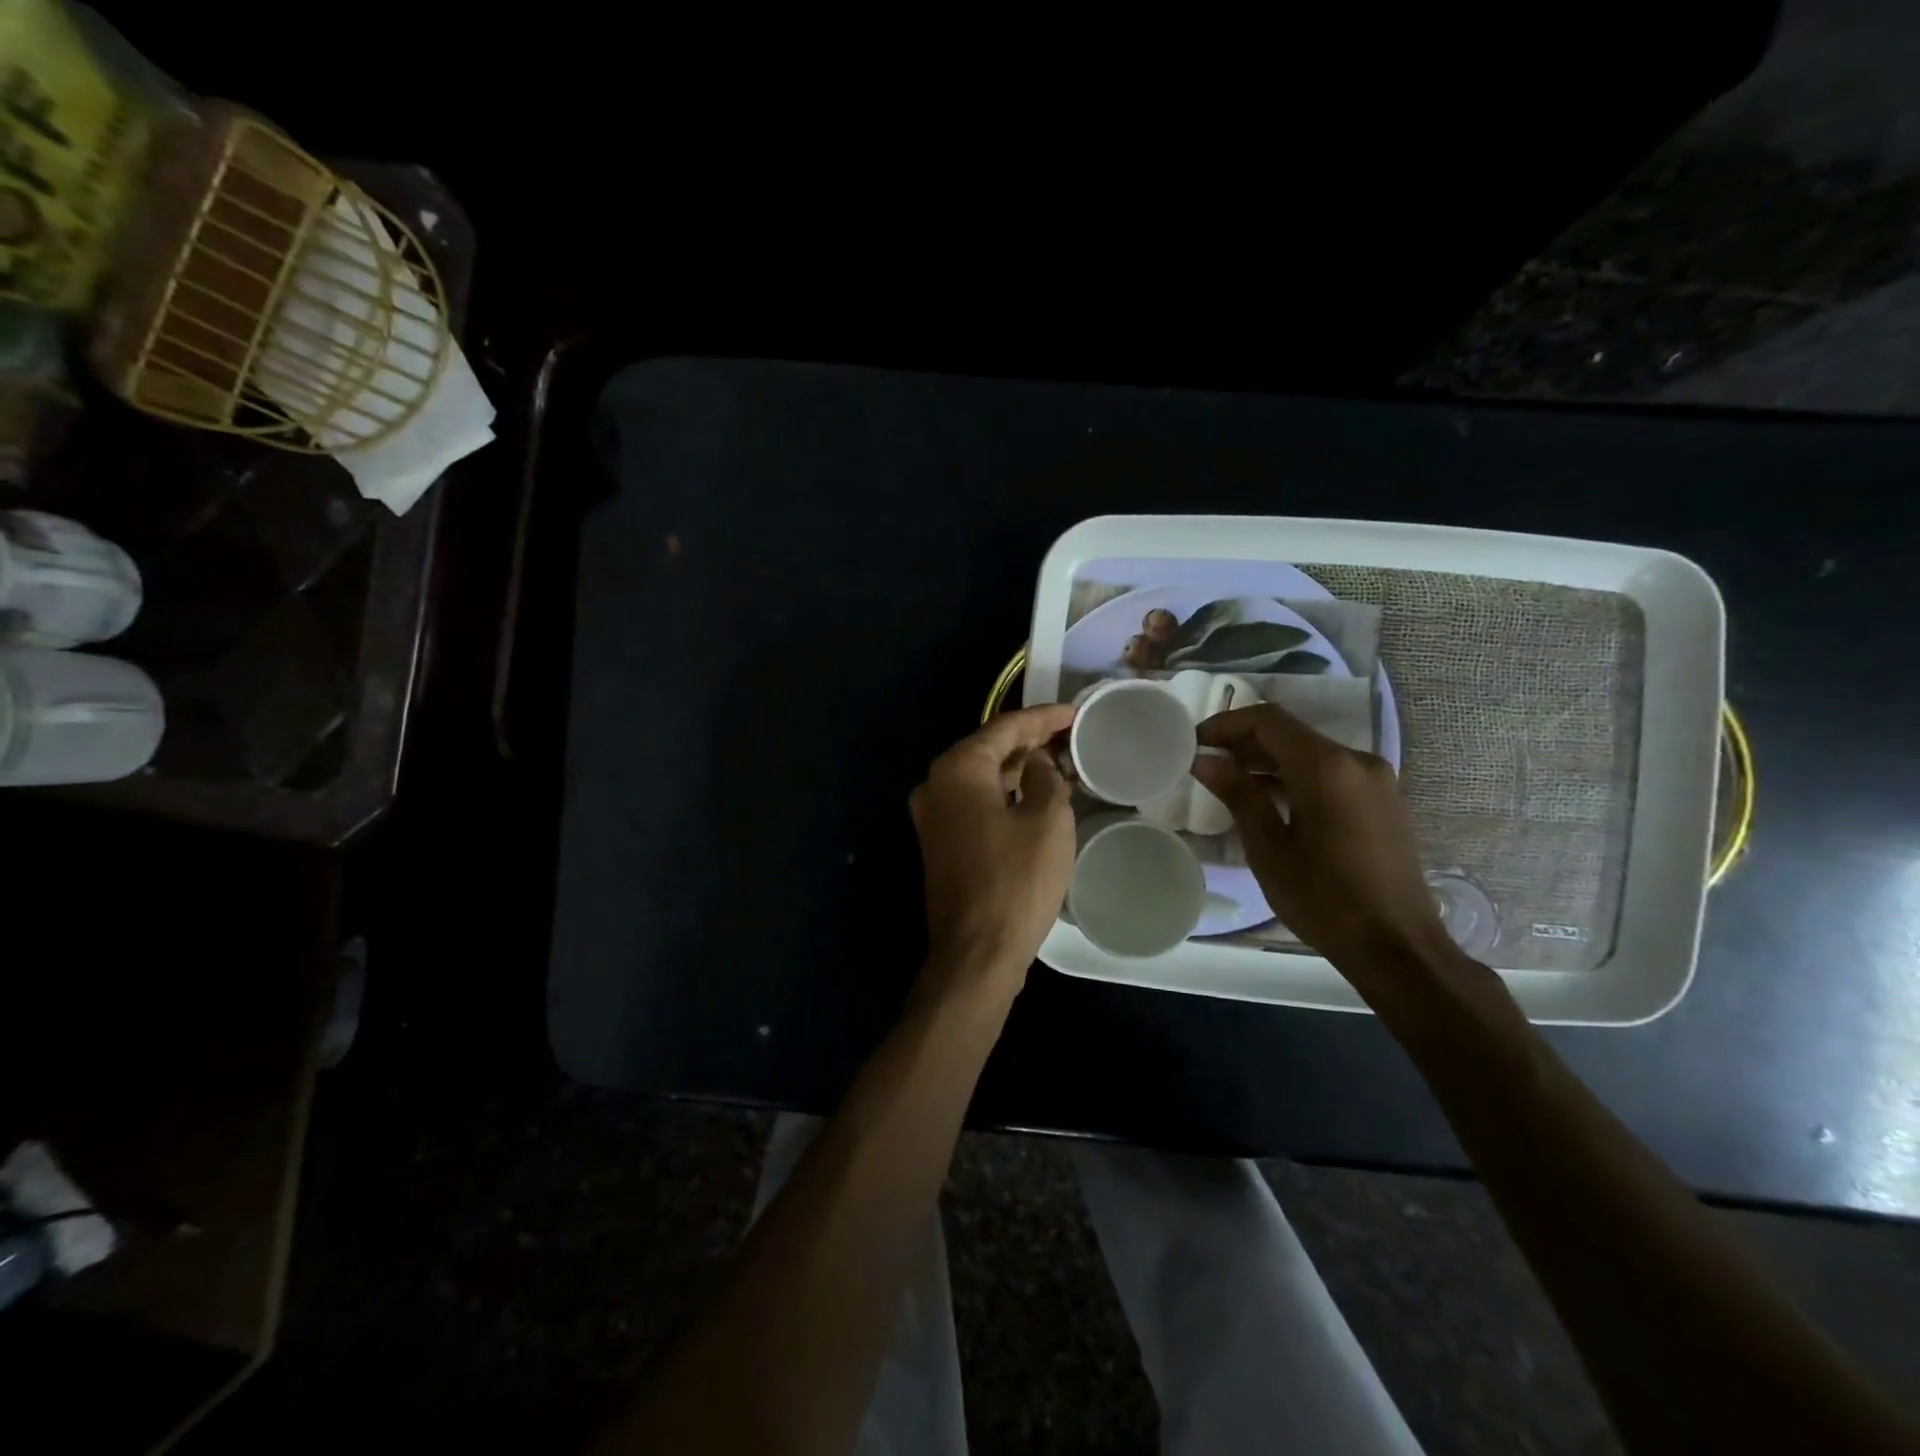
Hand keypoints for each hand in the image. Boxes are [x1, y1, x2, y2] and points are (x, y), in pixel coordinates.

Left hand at [910, 703, 1076, 993]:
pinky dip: (1006, 793)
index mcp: (957, 769)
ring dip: (1019, 768)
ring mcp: (933, 815)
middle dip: (1031, 741)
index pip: (1005, 727)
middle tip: (1072, 735)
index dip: (1044, 717)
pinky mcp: (940, 842)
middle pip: (989, 749)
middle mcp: (936, 784)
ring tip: (1061, 760)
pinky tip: (1036, 795)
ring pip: (982, 777)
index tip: (1075, 712)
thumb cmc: (1016, 881)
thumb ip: (1045, 777)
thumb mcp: (1047, 820)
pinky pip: (976, 802)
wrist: (976, 951)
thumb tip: (1038, 763)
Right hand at [1193, 704, 1454, 979]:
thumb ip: (1238, 795)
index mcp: (1327, 767)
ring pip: (1311, 753)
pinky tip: (1270, 801)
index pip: (1268, 721)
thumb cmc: (1324, 899)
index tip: (1195, 741)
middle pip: (1291, 734)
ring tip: (1230, 782)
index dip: (1226, 724)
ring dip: (1269, 761)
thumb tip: (1205, 760)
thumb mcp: (1268, 848)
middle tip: (1206, 762)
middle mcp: (1357, 761)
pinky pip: (1331, 773)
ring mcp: (1376, 780)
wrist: (1398, 947)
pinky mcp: (1383, 801)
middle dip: (1245, 742)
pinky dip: (1296, 776)